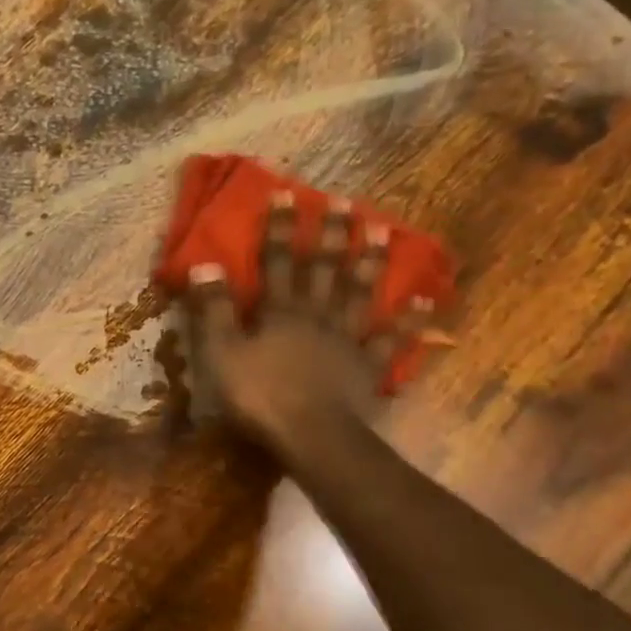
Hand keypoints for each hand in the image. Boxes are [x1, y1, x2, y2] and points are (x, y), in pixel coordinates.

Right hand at [183, 193, 435, 462]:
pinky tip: (426, 303)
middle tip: (344, 202)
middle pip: (324, 268)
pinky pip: (390, 340)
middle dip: (331, 234)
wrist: (312, 436)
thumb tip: (204, 265)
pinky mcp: (367, 368)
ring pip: (359, 293)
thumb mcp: (220, 353)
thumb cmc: (260, 395)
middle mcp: (316, 314)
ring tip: (383, 231)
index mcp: (280, 310)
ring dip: (371, 262)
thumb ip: (214, 310)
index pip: (276, 260)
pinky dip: (409, 322)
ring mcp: (347, 340)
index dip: (279, 228)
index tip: (287, 194)